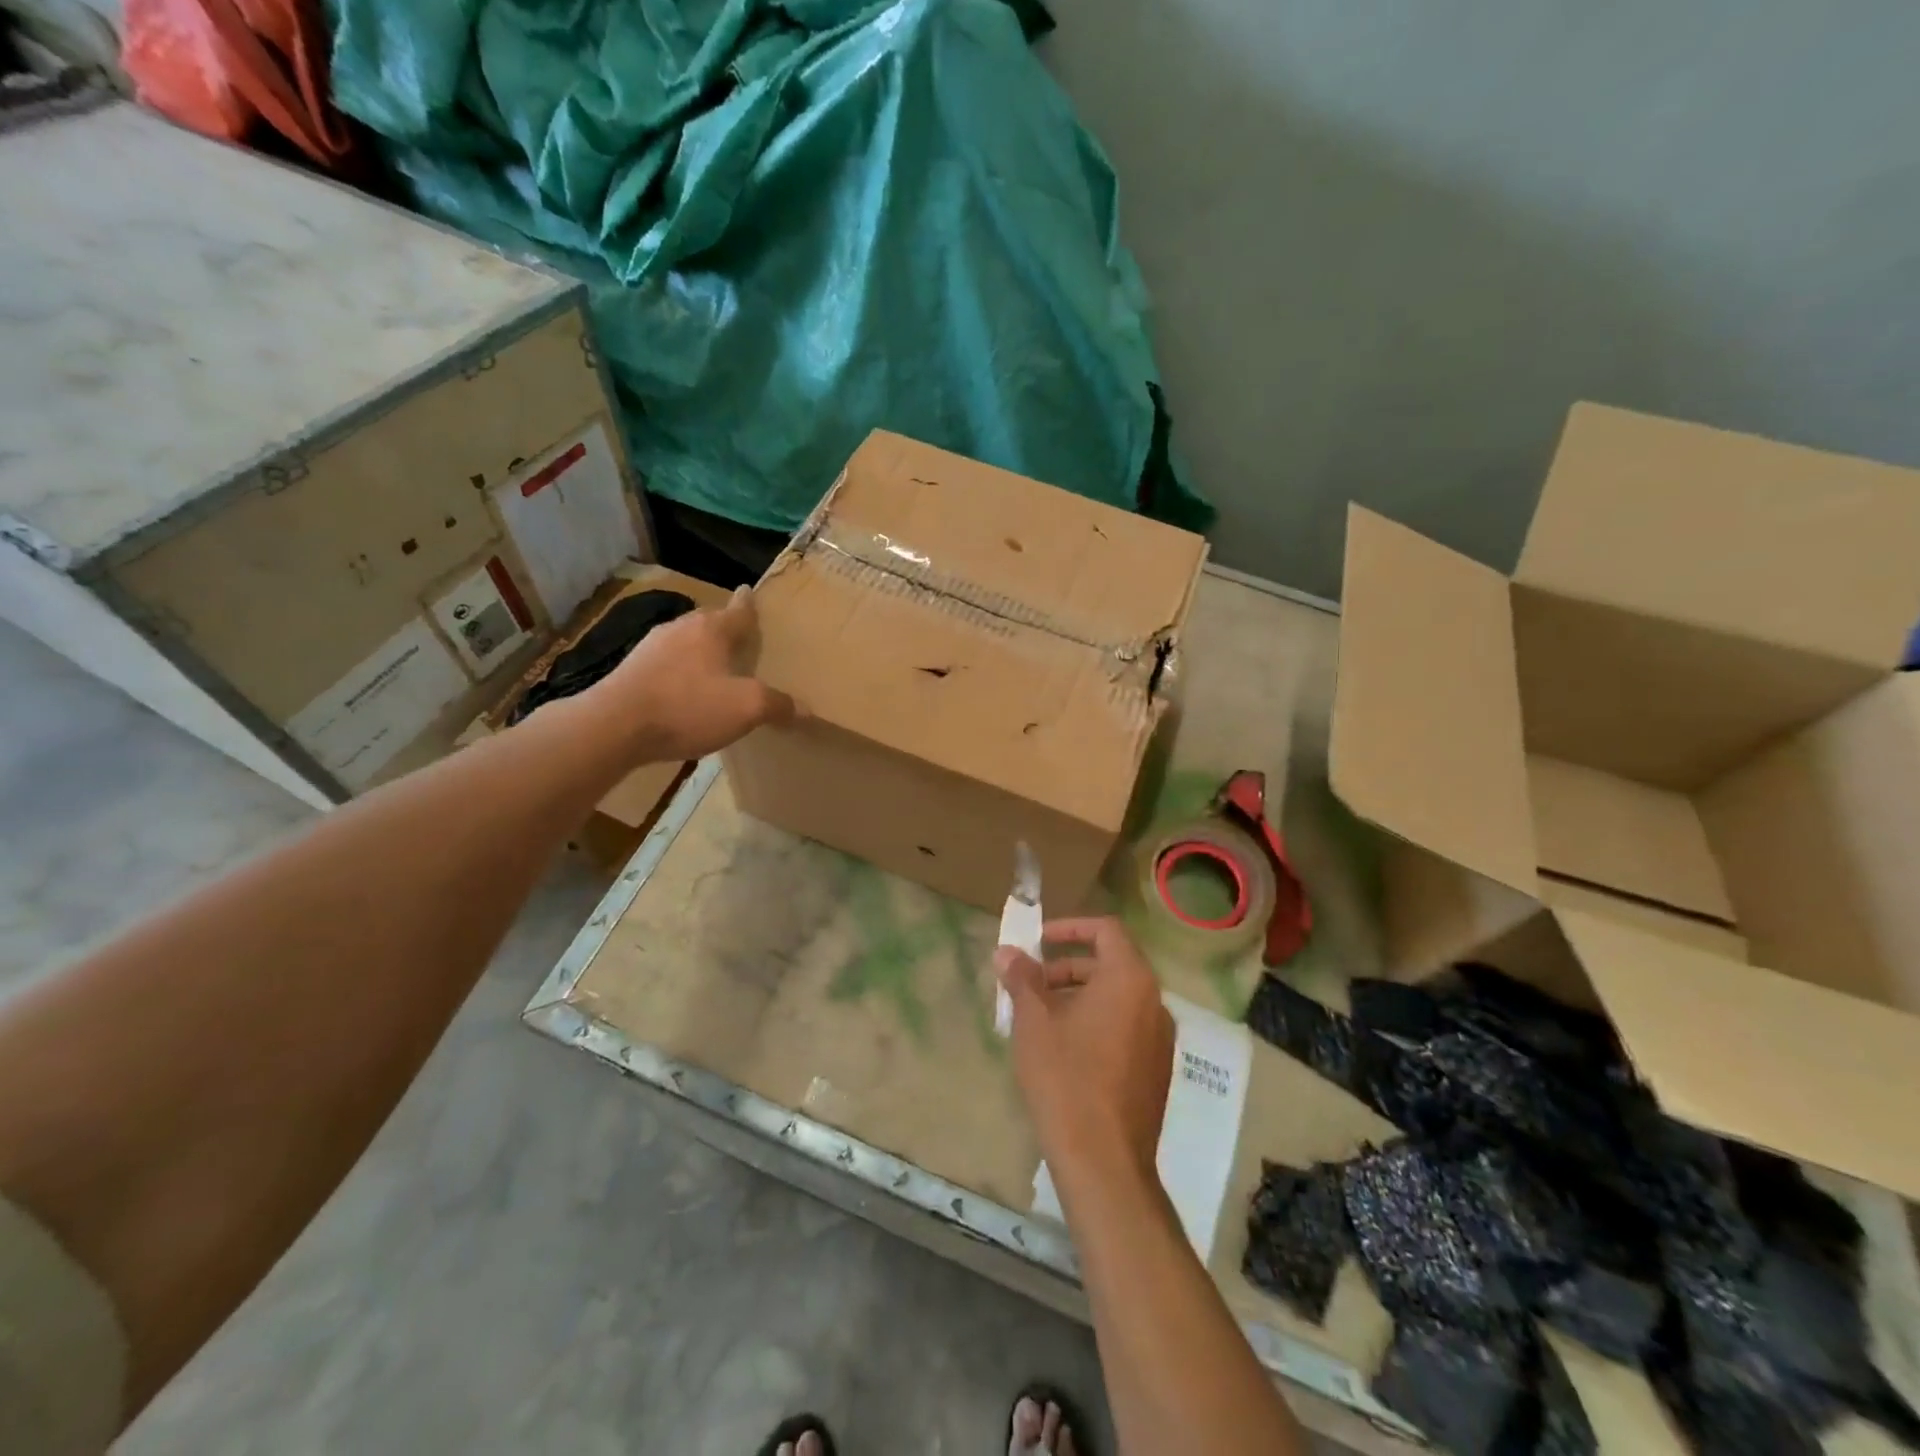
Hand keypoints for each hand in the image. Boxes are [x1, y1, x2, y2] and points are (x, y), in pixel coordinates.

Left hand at [589, 587, 796, 760]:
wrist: (614, 727)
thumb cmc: (687, 707)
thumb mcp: (746, 708)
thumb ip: (777, 705)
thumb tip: (803, 709)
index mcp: (711, 629)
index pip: (738, 610)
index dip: (749, 604)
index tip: (750, 592)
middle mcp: (680, 629)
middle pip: (709, 623)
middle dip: (725, 629)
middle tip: (742, 640)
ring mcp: (650, 649)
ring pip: (686, 643)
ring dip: (701, 652)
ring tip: (716, 668)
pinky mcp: (631, 671)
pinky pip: (667, 665)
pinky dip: (681, 673)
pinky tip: (685, 694)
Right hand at [994, 918, 1174, 1188]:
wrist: (1104, 1161)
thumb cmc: (1066, 1077)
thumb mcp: (1034, 1021)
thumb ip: (1022, 978)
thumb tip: (1007, 952)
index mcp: (1130, 979)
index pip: (1106, 930)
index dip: (1070, 928)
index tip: (1038, 941)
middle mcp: (1154, 1001)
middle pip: (1110, 964)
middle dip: (1066, 967)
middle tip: (1029, 985)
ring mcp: (1160, 1038)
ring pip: (1116, 999)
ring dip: (1077, 997)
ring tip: (1039, 1020)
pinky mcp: (1156, 1070)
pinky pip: (1125, 1028)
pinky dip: (1095, 1023)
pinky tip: (1063, 1051)